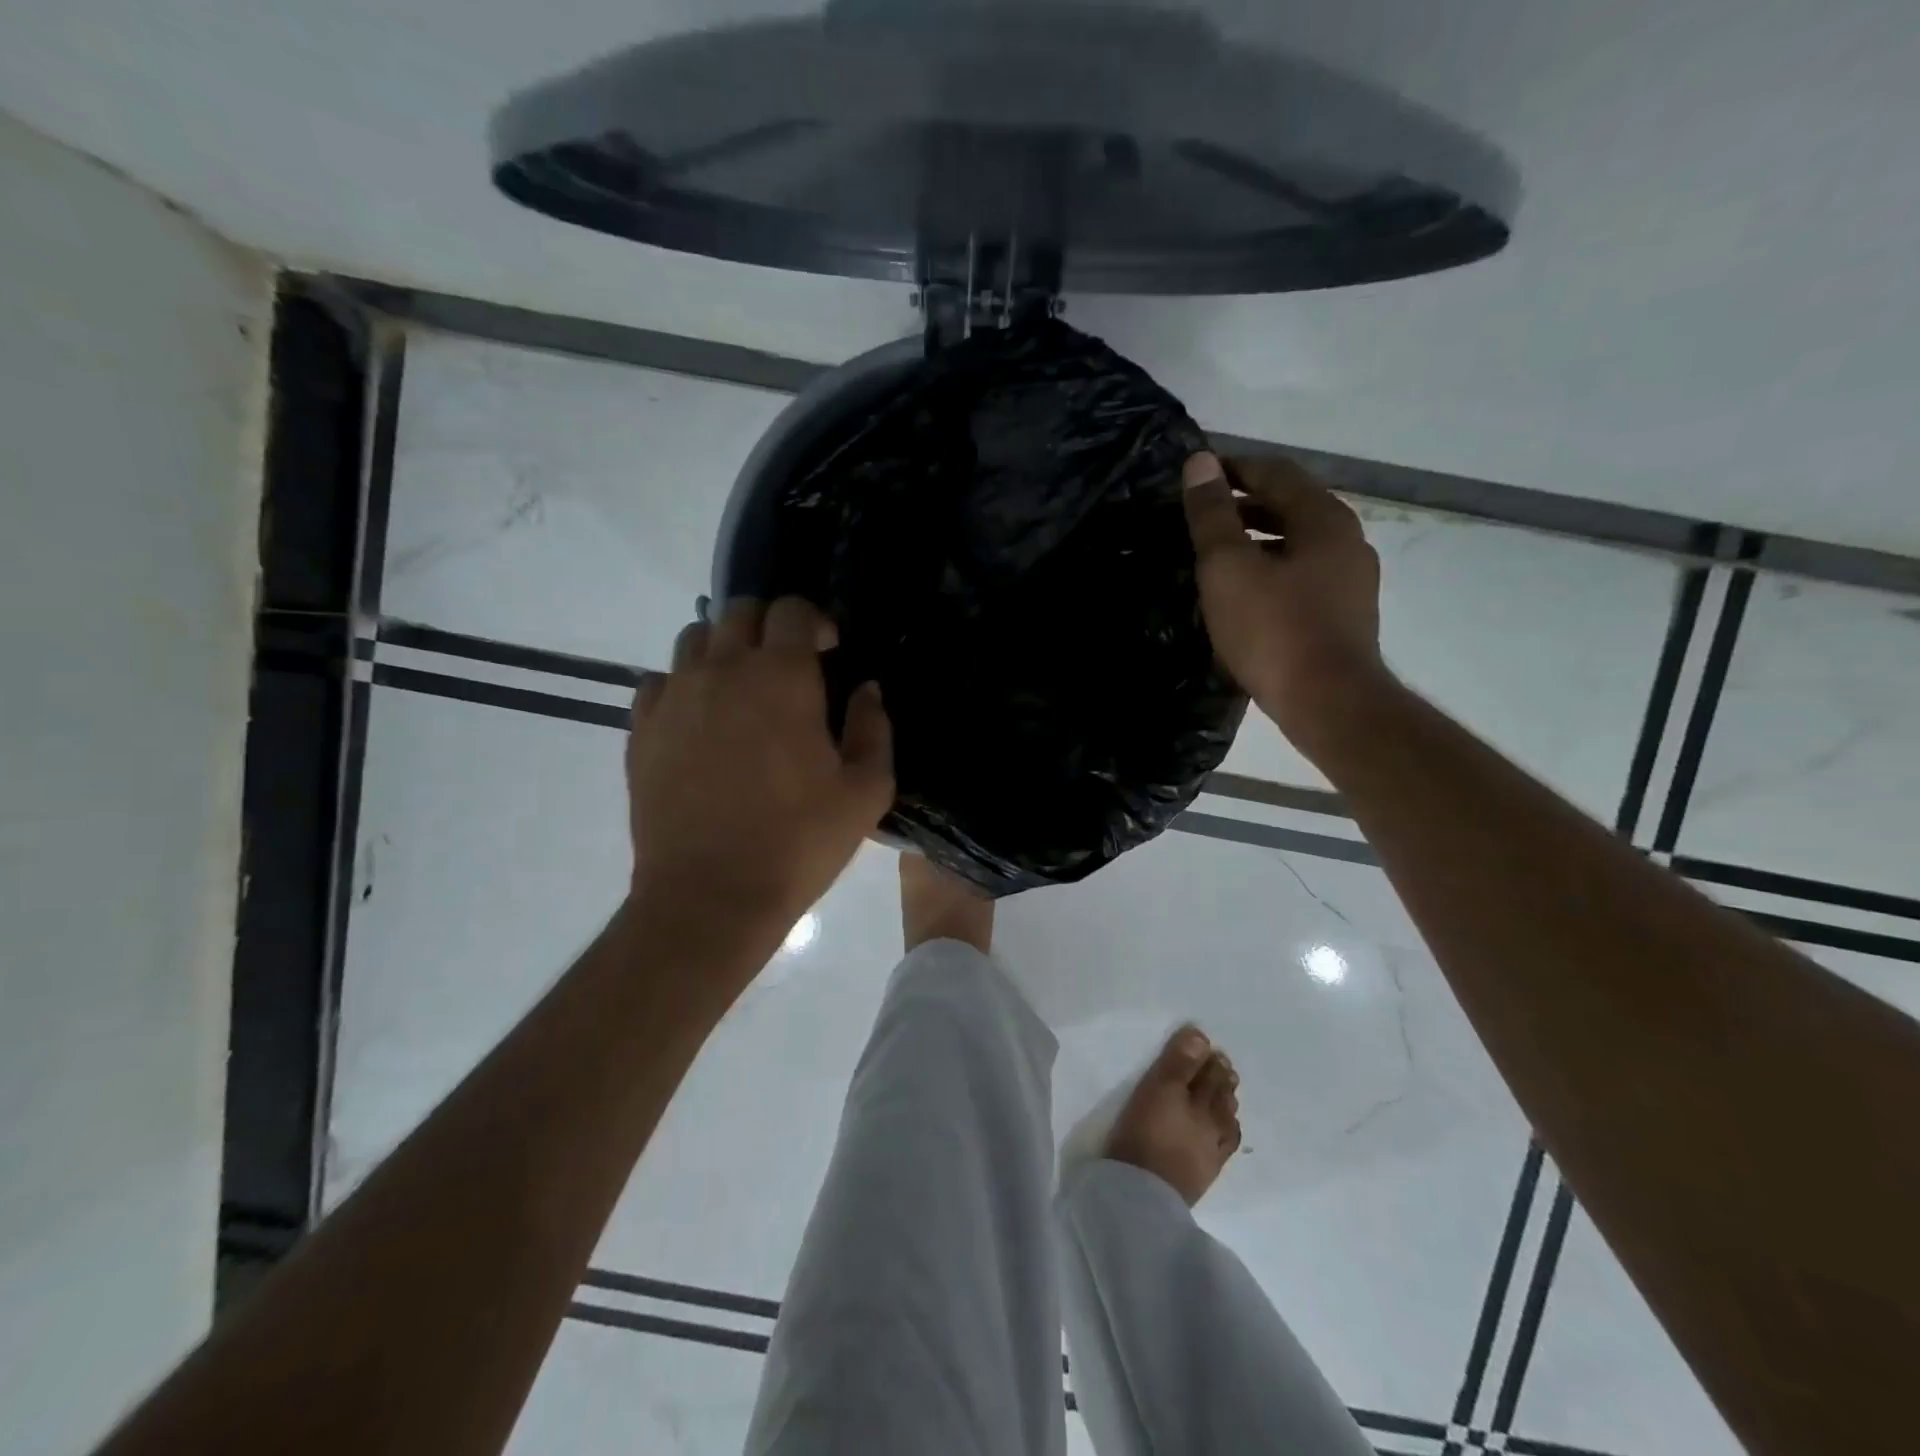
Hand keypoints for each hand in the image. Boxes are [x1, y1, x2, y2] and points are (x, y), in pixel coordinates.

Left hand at [627, 596, 893, 963]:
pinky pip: (659, 681)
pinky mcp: (642, 729)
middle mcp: (722, 670)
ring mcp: (675, 697)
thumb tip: (866, 690)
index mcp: (781, 678)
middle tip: (788, 666)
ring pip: (694, 639)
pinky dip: (684, 685)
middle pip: (739, 612)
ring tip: (742, 689)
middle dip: (769, 626)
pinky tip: (701, 721)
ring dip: (724, 649)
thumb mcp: (866, 792)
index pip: (792, 610)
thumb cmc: (798, 842)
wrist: (710, 896)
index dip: (814, 621)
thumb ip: (874, 729)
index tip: (828, 652)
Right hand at [1182, 450, 1385, 749]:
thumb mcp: (1228, 568)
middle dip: (1244, 505)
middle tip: (1200, 515)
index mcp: (1324, 518)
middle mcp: (1346, 540)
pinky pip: (1302, 575)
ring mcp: (1351, 580)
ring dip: (1257, 540)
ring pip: (1297, 543)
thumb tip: (1199, 463)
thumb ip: (1212, 515)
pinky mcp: (1344, 615)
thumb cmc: (1273, 629)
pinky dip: (1271, 570)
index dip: (1233, 468)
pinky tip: (1244, 594)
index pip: (1275, 472)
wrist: (1328, 703)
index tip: (1196, 476)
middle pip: (1291, 506)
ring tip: (1216, 556)